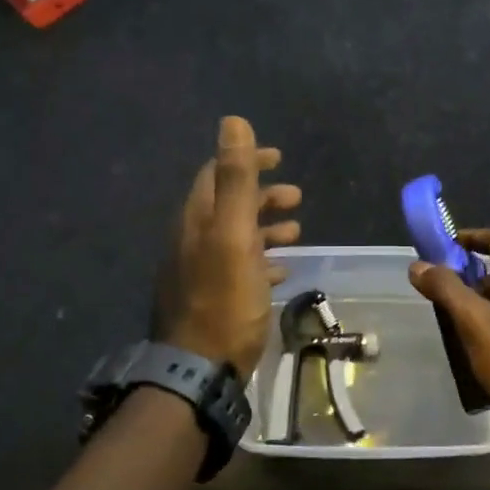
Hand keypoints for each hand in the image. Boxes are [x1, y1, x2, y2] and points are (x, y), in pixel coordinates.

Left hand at [155, 117, 300, 377]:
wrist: (199, 369)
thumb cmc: (224, 301)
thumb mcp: (233, 236)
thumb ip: (235, 180)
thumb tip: (233, 121)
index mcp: (197, 220)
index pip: (217, 174)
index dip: (248, 160)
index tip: (280, 158)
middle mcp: (193, 240)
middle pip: (227, 205)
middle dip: (262, 196)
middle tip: (297, 198)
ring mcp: (199, 271)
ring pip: (235, 237)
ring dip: (265, 228)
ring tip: (297, 232)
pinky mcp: (210, 299)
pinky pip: (237, 269)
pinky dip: (260, 261)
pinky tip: (280, 271)